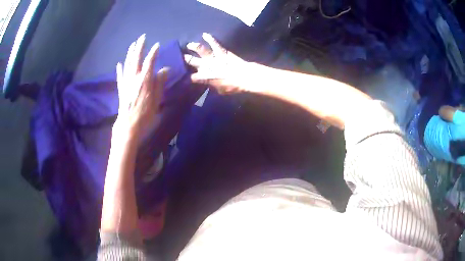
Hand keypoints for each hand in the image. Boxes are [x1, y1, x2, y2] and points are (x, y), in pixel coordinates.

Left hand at [115, 34, 167, 136]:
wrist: (129, 124)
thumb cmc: (146, 113)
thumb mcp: (157, 99)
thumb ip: (160, 82)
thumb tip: (165, 69)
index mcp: (145, 79)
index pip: (149, 61)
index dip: (153, 52)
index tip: (157, 45)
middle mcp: (134, 77)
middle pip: (136, 58)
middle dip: (140, 46)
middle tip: (142, 37)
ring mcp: (126, 82)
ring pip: (128, 63)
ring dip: (130, 53)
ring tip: (133, 44)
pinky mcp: (121, 88)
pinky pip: (120, 75)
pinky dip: (120, 68)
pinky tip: (119, 63)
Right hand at [184, 33, 248, 93]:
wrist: (244, 76)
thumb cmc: (232, 86)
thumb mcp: (220, 91)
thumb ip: (213, 87)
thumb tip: (210, 85)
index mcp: (204, 77)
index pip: (191, 77)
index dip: (186, 77)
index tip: (182, 76)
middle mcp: (206, 66)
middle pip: (192, 62)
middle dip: (184, 59)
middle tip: (178, 57)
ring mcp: (213, 57)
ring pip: (200, 50)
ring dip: (193, 46)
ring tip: (189, 44)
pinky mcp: (221, 51)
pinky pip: (214, 43)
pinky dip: (210, 38)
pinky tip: (205, 34)